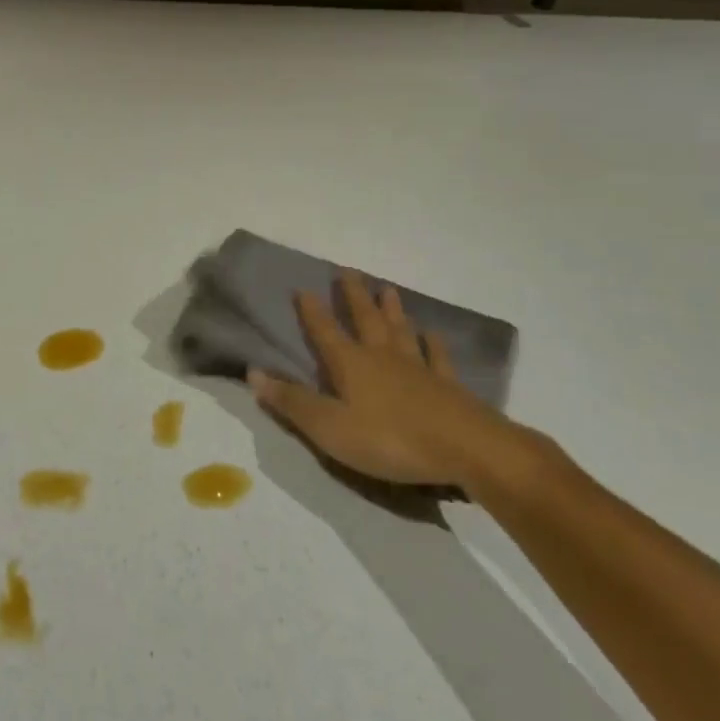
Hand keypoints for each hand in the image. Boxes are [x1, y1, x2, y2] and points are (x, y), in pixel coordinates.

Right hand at [249, 269, 528, 489]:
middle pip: (365, 319)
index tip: (302, 287)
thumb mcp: (329, 428)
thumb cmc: (389, 439)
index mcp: (350, 364)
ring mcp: (418, 368)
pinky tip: (433, 334)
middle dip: (353, 296)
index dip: (311, 311)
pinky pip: (437, 358)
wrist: (466, 449)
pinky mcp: (447, 387)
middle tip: (348, 271)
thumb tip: (253, 373)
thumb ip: (292, 402)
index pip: (324, 331)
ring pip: (400, 330)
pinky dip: (433, 344)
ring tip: (387, 289)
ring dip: (392, 309)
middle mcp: (381, 356)